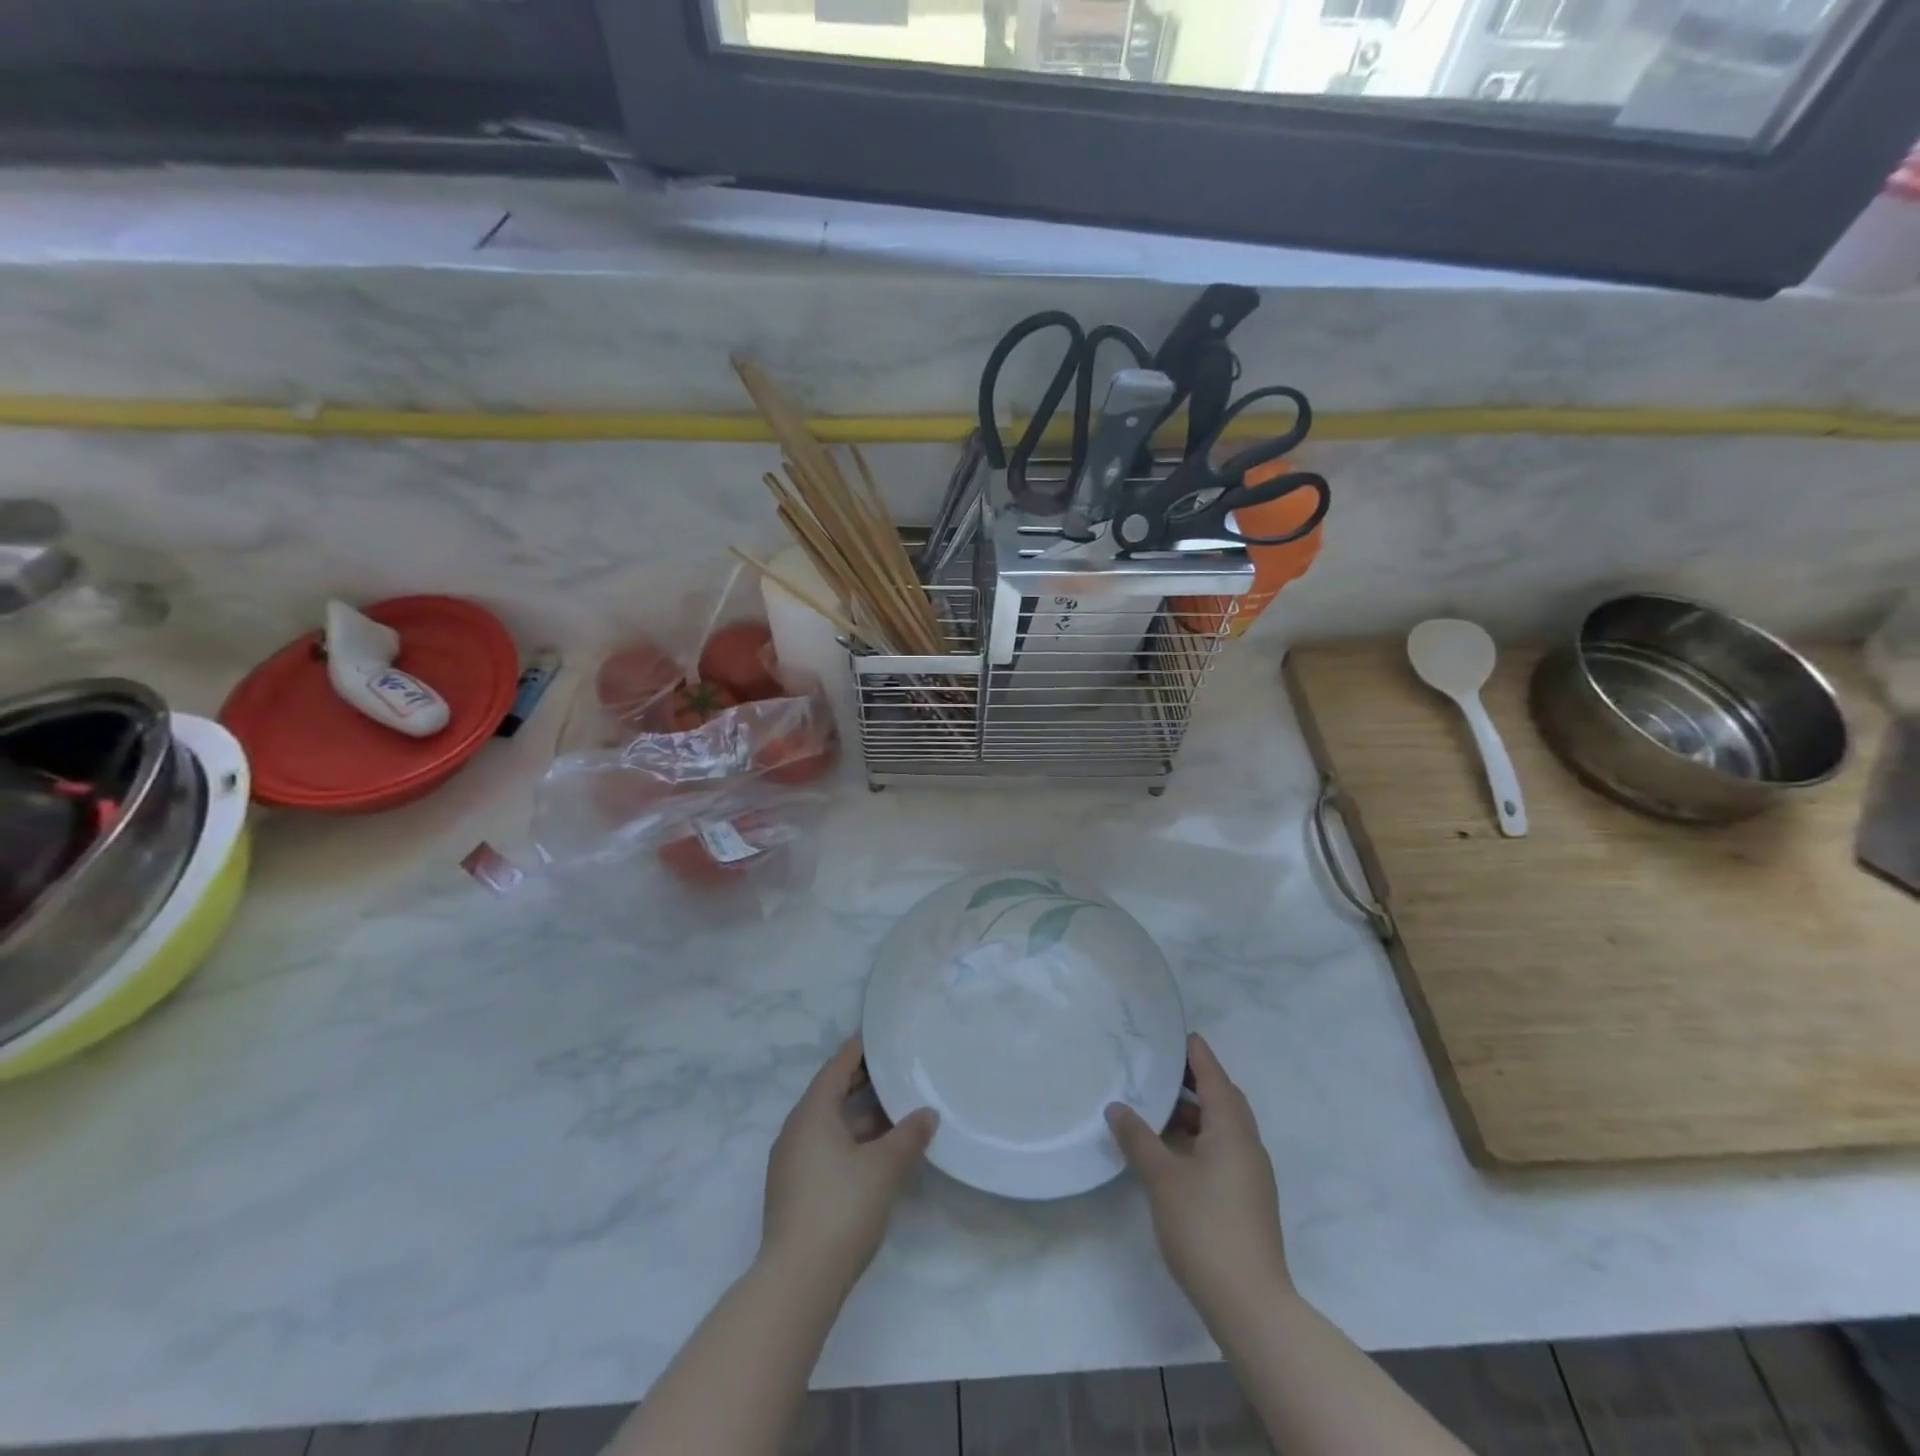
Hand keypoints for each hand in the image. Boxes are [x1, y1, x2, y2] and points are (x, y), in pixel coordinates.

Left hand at [761, 1037, 936, 1295]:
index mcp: (812, 1113)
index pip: (837, 1067)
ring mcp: (792, 1163)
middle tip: (896, 1071)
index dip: (859, 1051)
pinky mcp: (795, 1190)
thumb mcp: (885, 1167)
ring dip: (860, 1116)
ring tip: (896, 1112)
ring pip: (830, 1125)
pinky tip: (877, 1153)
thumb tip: (928, 1113)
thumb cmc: (842, 1208)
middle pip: (831, 1094)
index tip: (882, 1039)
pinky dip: (851, 1140)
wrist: (798, 1281)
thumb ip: (909, 1135)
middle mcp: (796, 1131)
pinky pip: (825, 1148)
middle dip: (862, 1083)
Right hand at [1107, 1033, 1290, 1316]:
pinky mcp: (1247, 1199)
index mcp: (1232, 1131)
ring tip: (1157, 1109)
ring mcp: (1251, 1175)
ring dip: (1195, 1114)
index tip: (1179, 1034)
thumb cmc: (1205, 1228)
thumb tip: (1117, 1107)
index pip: (1214, 1077)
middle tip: (1161, 1069)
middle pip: (1223, 1100)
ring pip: (1223, 1128)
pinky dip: (1199, 1138)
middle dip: (1195, 1081)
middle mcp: (1247, 1145)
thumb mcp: (1162, 1178)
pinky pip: (1223, 1150)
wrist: (1250, 1304)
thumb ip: (1138, 1138)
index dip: (1197, 1054)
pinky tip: (1172, 1151)